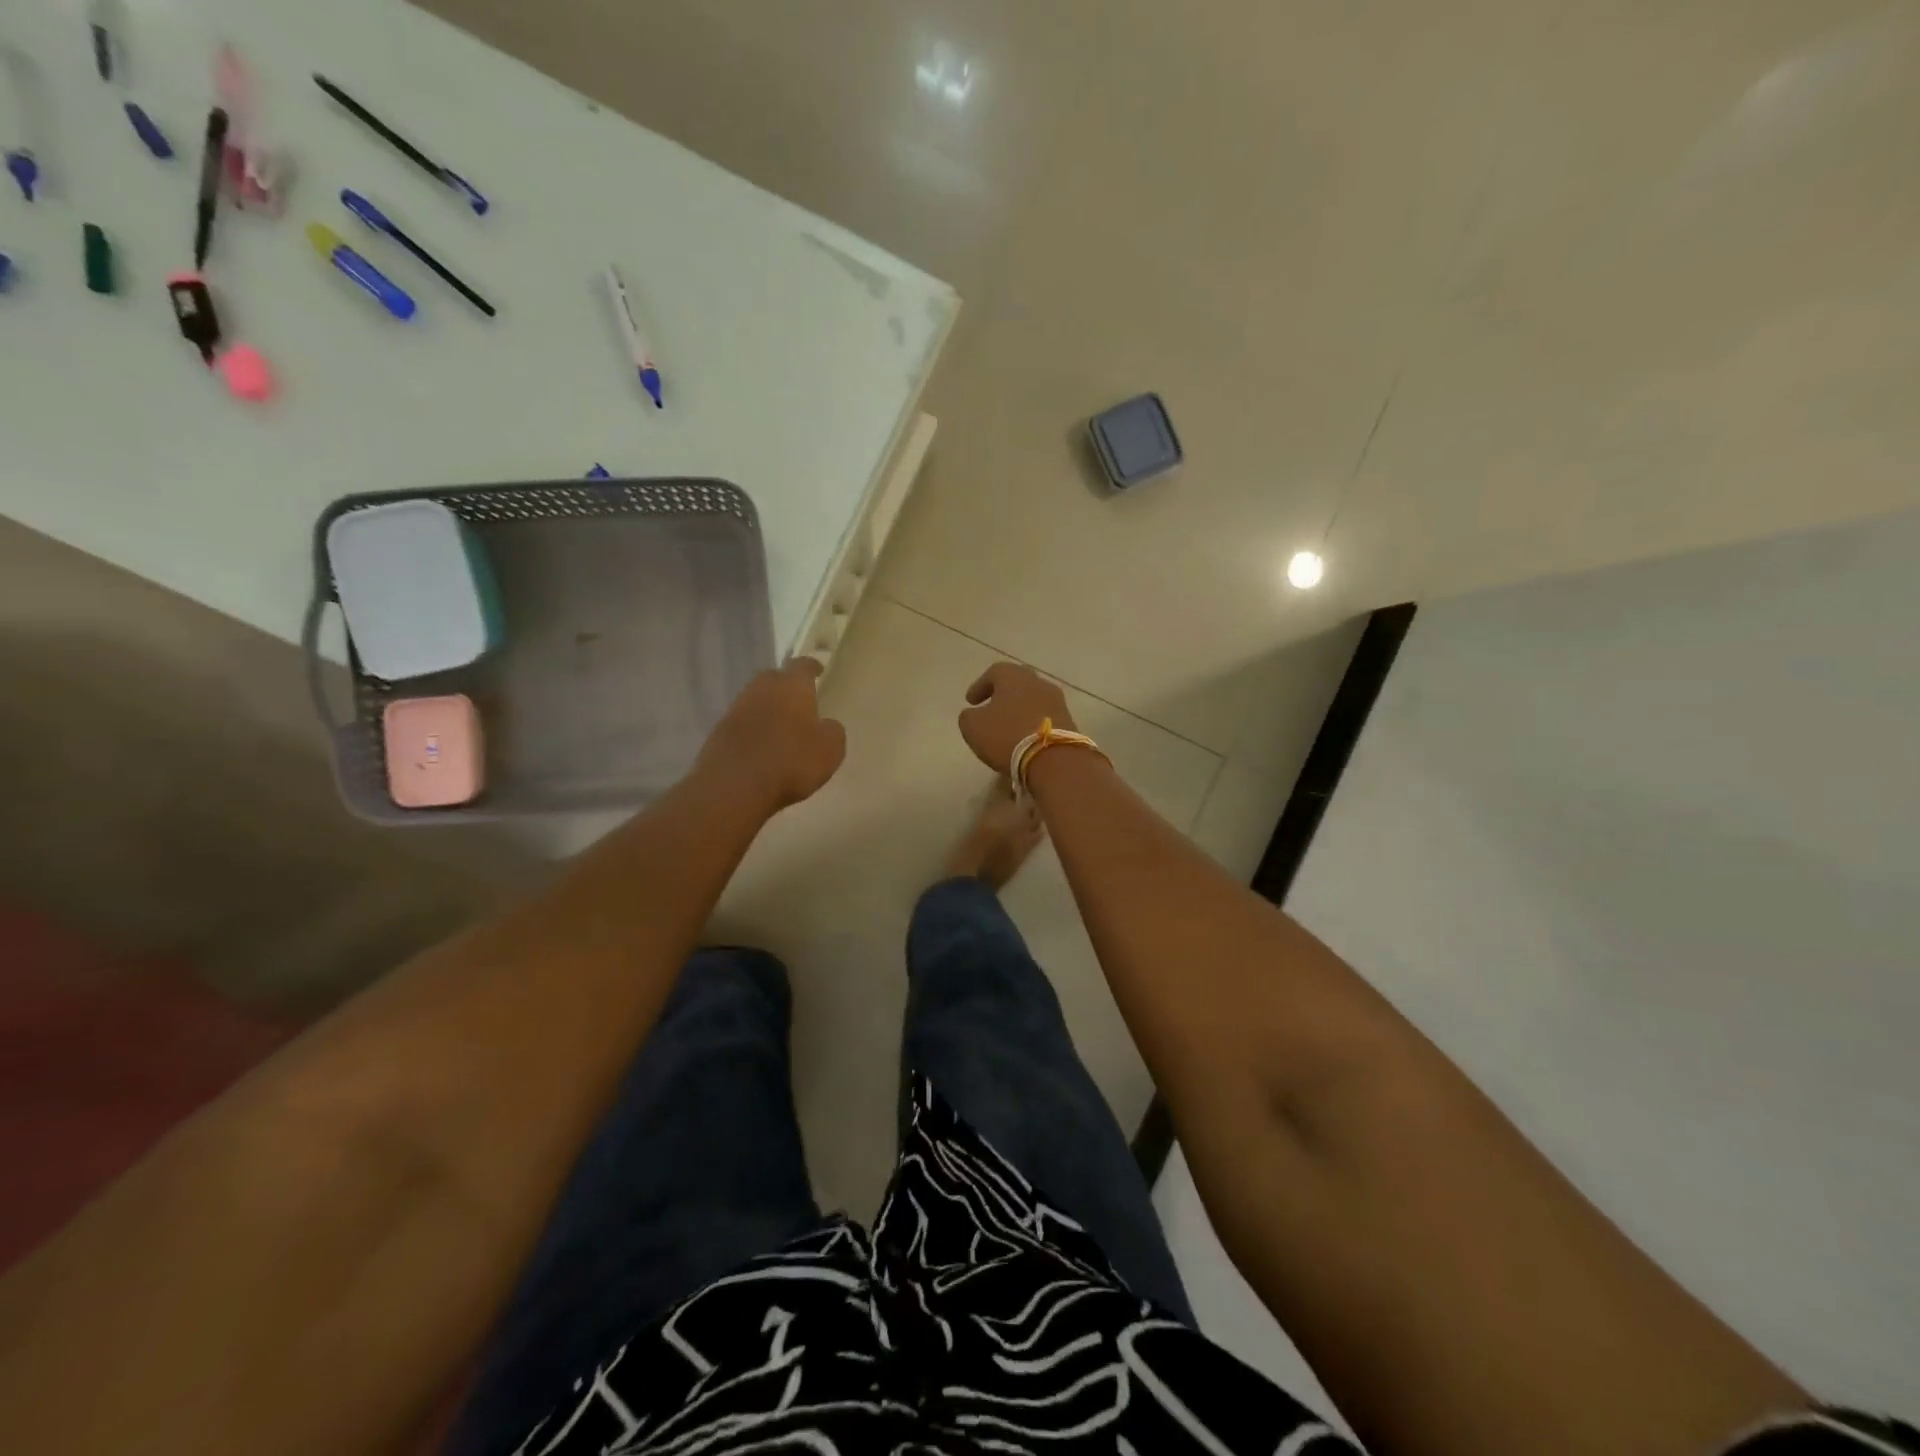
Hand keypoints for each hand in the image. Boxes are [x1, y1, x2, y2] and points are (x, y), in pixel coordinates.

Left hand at [698, 658, 846, 813]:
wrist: (733, 786)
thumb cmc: (790, 761)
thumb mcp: (830, 749)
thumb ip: (832, 731)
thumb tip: (826, 725)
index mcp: (791, 685)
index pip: (803, 665)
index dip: (812, 667)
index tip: (818, 670)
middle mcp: (761, 689)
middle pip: (774, 679)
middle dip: (786, 687)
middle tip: (799, 702)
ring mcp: (736, 709)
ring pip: (756, 700)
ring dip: (768, 709)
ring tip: (781, 729)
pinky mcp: (718, 732)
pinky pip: (742, 724)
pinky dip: (753, 731)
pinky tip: (761, 748)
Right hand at [958, 662, 1074, 772]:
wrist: (1054, 759)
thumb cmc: (1007, 736)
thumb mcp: (973, 727)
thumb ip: (969, 716)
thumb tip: (974, 714)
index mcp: (1014, 676)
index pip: (994, 672)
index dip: (980, 686)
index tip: (970, 701)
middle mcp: (1038, 682)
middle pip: (1018, 682)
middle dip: (1003, 694)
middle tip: (991, 707)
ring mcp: (1057, 701)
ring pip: (1033, 699)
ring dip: (1019, 709)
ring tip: (1008, 726)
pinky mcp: (1068, 721)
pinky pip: (1044, 717)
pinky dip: (1032, 723)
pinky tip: (1024, 737)